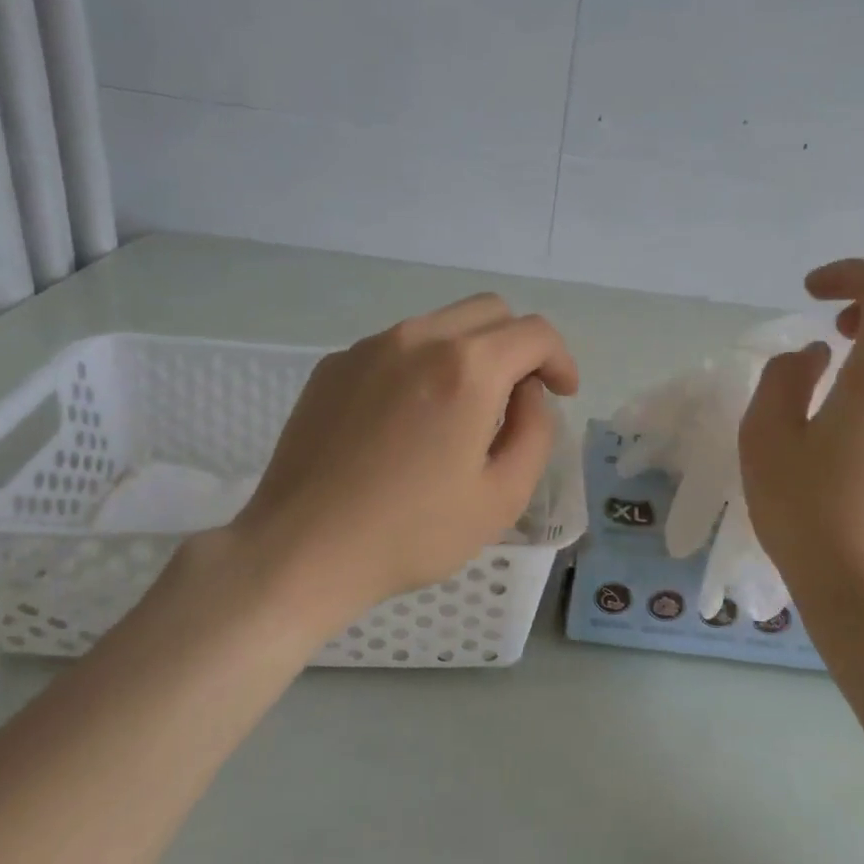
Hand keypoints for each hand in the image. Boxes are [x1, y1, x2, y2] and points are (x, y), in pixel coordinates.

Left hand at [220, 294, 578, 631]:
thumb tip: (527, 393)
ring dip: (471, 352)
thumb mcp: (503, 496)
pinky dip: (424, 364)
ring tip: (464, 410)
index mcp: (467, 368)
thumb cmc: (412, 533)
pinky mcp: (335, 365)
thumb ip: (535, 431)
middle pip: (490, 312)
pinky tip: (410, 419)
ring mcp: (370, 347)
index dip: (560, 359)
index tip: (561, 394)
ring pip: (442, 323)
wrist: (302, 551)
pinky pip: (398, 346)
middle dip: (519, 346)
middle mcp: (419, 338)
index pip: (535, 332)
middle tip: (519, 397)